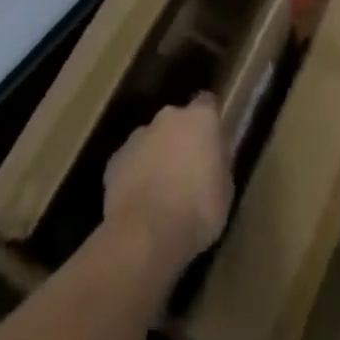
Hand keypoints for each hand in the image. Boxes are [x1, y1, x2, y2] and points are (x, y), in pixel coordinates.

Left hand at [102, 95, 232, 271]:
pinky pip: (131, 161)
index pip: (208, 103)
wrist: (145, 235)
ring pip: (151, 140)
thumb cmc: (197, 211)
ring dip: (157, 156)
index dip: (210, 121)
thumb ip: (217, 162)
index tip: (212, 142)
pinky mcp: (115, 160)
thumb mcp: (225, 188)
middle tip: (188, 170)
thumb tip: (212, 156)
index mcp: (200, 119)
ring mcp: (138, 136)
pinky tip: (140, 202)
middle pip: (177, 121)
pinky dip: (136, 174)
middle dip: (180, 139)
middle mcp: (168, 118)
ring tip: (162, 191)